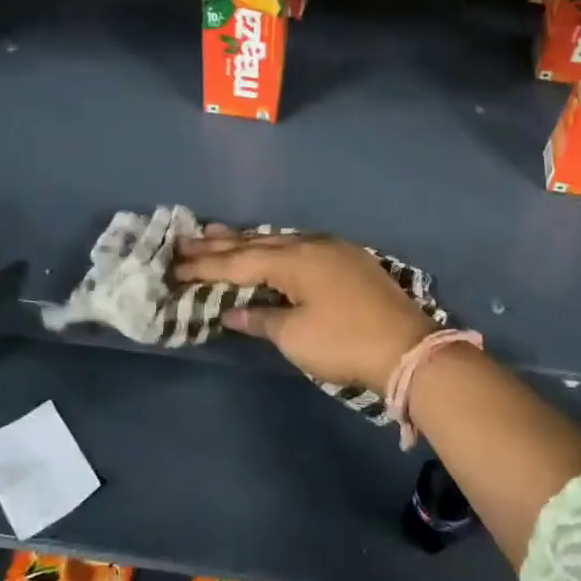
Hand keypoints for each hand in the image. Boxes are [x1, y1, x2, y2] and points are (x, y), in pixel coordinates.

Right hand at [172, 229, 436, 391]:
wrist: (406, 347)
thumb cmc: (344, 342)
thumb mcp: (295, 335)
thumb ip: (261, 318)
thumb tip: (233, 311)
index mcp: (294, 259)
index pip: (239, 261)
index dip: (205, 265)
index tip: (174, 265)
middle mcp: (312, 245)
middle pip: (257, 242)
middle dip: (220, 244)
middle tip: (185, 239)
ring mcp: (334, 249)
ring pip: (281, 239)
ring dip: (248, 240)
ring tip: (217, 234)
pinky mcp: (350, 260)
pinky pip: (301, 245)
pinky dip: (276, 247)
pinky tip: (270, 246)